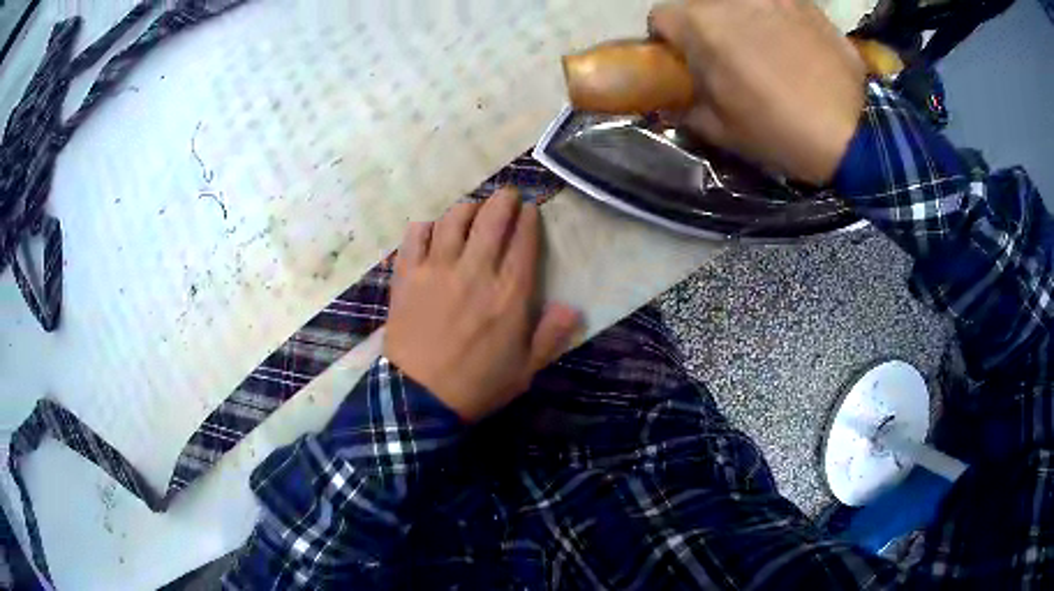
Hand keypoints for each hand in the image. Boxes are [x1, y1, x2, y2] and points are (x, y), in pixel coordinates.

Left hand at [384, 189, 581, 421]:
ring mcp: (437, 269)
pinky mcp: (407, 275)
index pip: (523, 241)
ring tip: (472, 209)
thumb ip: (550, 336)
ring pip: (453, 219)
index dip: (529, 219)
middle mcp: (475, 271)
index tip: (530, 209)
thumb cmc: (477, 385)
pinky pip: (415, 236)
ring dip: (467, 208)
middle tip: (507, 196)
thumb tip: (573, 307)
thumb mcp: (525, 370)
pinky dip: (425, 226)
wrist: (419, 398)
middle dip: (503, 200)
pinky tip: (431, 230)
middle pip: (491, 219)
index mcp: (509, 294)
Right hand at [650, 0, 866, 184]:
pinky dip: (771, 16)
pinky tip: (791, 42)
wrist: (855, 133)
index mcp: (701, 26)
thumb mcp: (723, 130)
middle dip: (704, 29)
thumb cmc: (783, 132)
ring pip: (736, 3)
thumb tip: (670, 101)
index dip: (669, 43)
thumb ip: (685, 107)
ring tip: (763, 49)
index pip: (661, 19)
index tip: (687, 63)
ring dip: (738, 20)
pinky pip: (772, 3)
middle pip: (699, 6)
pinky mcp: (802, 1)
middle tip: (727, 59)